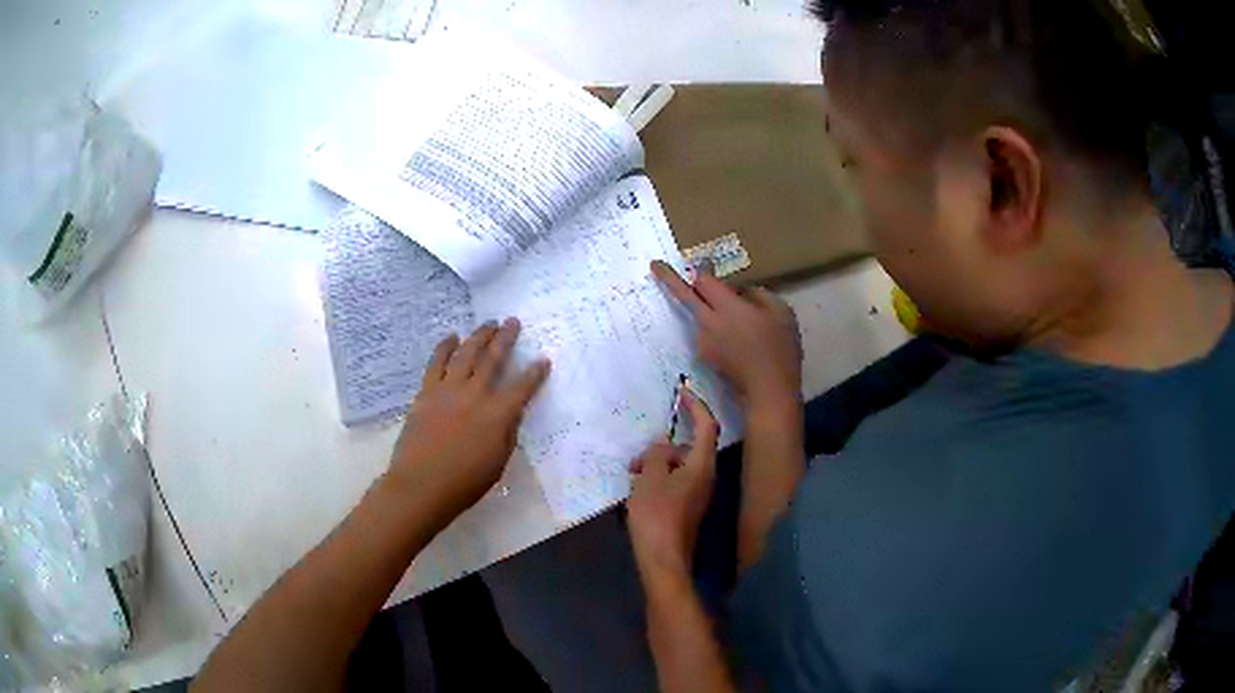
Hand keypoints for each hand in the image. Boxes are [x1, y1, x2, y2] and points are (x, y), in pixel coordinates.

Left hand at [386, 319, 549, 529]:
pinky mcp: (427, 392)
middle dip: (505, 339)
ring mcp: (448, 390)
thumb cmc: (465, 482)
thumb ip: (507, 433)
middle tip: (512, 322)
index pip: (523, 387)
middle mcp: (475, 394)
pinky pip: (436, 363)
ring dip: (479, 336)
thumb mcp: (498, 462)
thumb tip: (511, 412)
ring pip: (466, 353)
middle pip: (493, 359)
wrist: (422, 484)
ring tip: (488, 323)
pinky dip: (445, 347)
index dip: (535, 373)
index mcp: (498, 415)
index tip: (543, 359)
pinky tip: (451, 337)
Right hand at [626, 387, 718, 578]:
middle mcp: (706, 477)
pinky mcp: (688, 508)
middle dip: (664, 446)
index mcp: (701, 465)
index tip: (682, 391)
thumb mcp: (650, 478)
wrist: (664, 559)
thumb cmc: (657, 515)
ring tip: (633, 475)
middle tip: (638, 456)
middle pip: (690, 449)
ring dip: (658, 464)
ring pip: (680, 467)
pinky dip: (659, 479)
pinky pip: (676, 482)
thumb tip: (663, 444)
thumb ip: (657, 455)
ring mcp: (698, 494)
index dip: (696, 406)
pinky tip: (639, 490)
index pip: (706, 426)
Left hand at [652, 261, 801, 410]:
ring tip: (740, 321)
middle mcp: (708, 323)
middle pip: (685, 296)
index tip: (704, 262)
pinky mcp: (705, 357)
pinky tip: (738, 339)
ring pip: (700, 315)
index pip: (704, 281)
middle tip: (654, 265)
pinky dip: (717, 328)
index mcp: (727, 308)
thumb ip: (756, 294)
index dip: (704, 269)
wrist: (769, 391)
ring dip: (710, 309)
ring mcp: (703, 342)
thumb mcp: (780, 311)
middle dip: (667, 279)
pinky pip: (708, 332)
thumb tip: (738, 292)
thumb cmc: (780, 349)